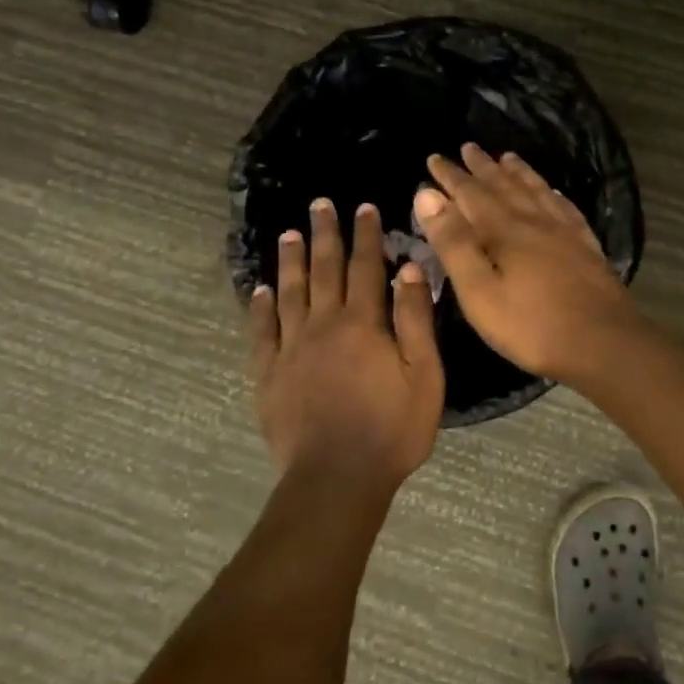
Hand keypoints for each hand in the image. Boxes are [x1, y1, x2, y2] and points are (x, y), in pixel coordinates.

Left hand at [250, 198, 444, 491]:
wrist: (337, 478)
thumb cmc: (392, 429)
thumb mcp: (424, 374)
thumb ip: (414, 319)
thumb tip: (408, 268)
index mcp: (363, 322)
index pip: (366, 267)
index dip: (366, 235)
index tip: (364, 207)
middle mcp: (323, 324)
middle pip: (324, 270)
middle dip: (325, 234)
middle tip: (319, 204)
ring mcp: (291, 348)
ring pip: (290, 293)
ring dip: (291, 261)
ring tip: (288, 234)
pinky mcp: (269, 374)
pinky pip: (262, 332)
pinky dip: (260, 308)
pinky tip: (259, 290)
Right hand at [414, 144, 642, 386]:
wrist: (603, 343)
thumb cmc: (531, 325)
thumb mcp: (478, 291)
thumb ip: (453, 242)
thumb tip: (427, 194)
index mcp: (504, 230)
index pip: (471, 193)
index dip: (451, 176)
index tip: (434, 158)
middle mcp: (535, 221)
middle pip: (505, 186)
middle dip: (483, 167)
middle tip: (469, 147)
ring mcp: (566, 233)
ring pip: (537, 191)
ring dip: (519, 173)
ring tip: (508, 157)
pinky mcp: (587, 248)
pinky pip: (566, 209)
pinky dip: (553, 195)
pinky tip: (554, 193)